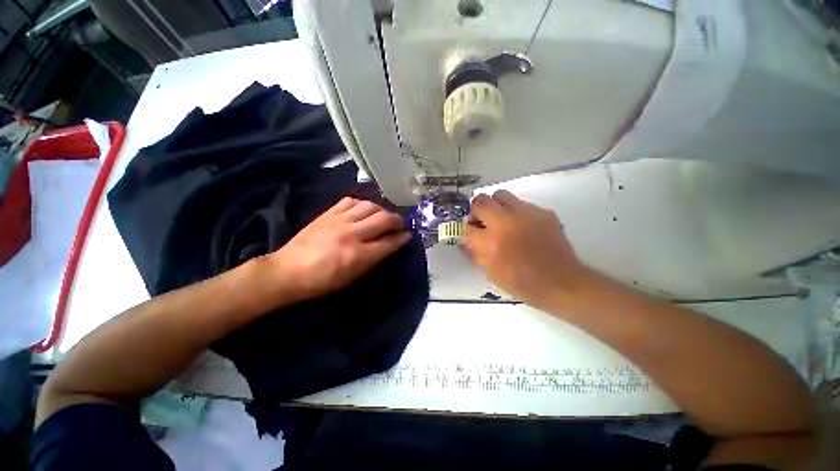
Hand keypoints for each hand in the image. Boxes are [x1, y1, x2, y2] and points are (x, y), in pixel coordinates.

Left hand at [264, 197, 410, 304]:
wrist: (288, 271)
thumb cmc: (322, 282)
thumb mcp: (352, 278)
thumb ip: (374, 260)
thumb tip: (390, 245)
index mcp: (358, 255)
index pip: (389, 242)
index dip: (402, 238)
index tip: (408, 235)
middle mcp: (352, 234)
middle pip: (383, 219)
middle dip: (397, 220)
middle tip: (401, 224)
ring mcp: (339, 220)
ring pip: (370, 206)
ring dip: (382, 210)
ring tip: (384, 216)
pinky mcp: (328, 213)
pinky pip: (351, 200)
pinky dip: (362, 203)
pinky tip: (364, 209)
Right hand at [466, 190, 591, 310]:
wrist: (562, 283)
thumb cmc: (523, 284)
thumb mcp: (492, 273)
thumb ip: (477, 253)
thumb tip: (468, 240)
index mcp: (491, 243)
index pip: (465, 228)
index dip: (462, 230)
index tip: (467, 233)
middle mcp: (506, 223)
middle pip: (480, 201)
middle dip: (476, 211)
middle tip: (482, 222)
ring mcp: (526, 214)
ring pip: (500, 195)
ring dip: (495, 206)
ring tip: (501, 220)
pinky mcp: (543, 212)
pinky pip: (521, 203)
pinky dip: (515, 213)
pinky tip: (522, 227)